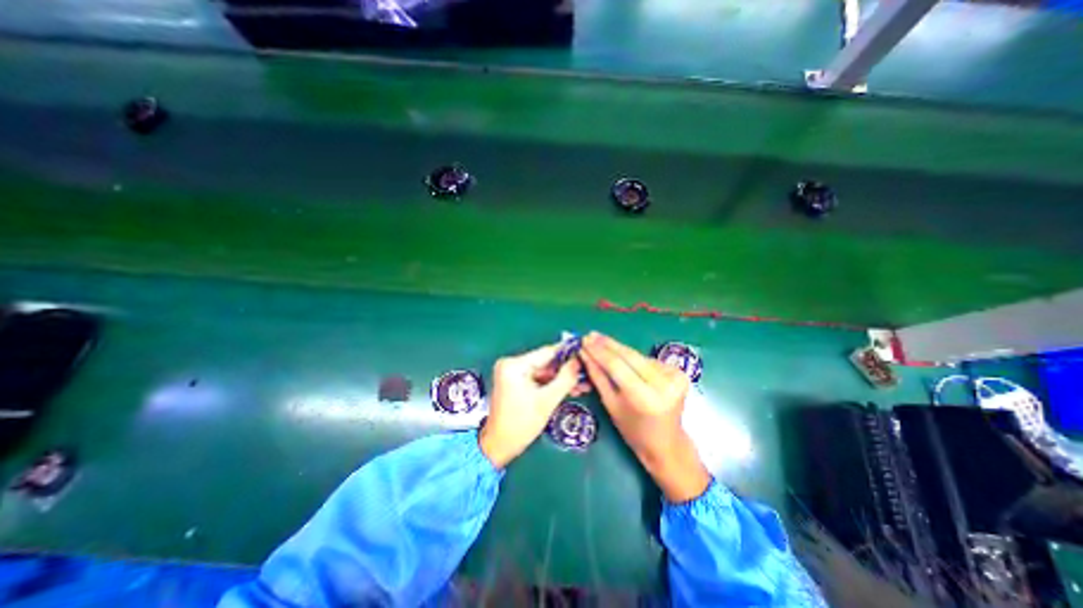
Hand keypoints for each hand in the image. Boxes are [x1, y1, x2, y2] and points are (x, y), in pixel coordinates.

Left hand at [480, 345, 589, 466]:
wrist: (500, 446)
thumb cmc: (521, 424)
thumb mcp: (547, 401)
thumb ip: (565, 379)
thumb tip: (578, 361)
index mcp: (514, 365)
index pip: (546, 352)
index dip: (568, 353)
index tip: (585, 354)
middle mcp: (512, 364)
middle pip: (546, 362)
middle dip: (567, 370)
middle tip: (587, 374)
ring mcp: (513, 373)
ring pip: (545, 372)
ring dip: (562, 379)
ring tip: (583, 385)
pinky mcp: (516, 382)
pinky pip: (539, 379)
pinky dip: (552, 385)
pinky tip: (570, 389)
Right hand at [579, 335, 706, 501]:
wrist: (667, 443)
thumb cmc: (633, 430)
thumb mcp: (611, 404)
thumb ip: (598, 376)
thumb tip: (584, 353)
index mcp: (645, 398)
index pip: (617, 366)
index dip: (599, 351)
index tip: (584, 340)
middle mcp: (663, 384)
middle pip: (629, 356)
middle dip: (607, 344)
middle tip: (591, 335)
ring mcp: (675, 377)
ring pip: (638, 356)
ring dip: (618, 349)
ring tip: (600, 342)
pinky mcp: (679, 372)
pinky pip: (647, 360)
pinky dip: (632, 358)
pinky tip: (620, 355)